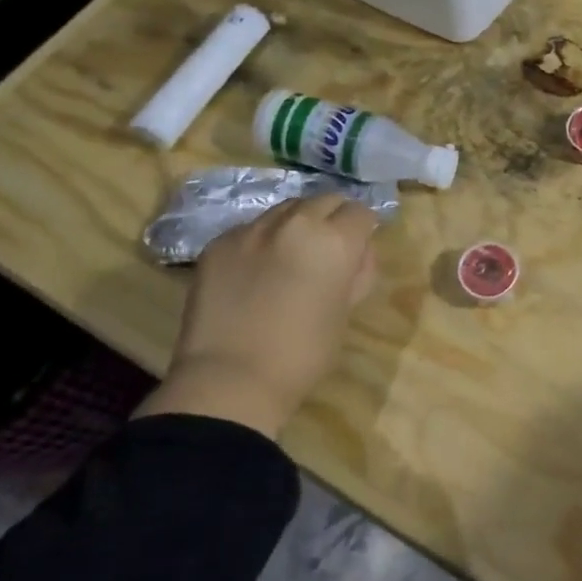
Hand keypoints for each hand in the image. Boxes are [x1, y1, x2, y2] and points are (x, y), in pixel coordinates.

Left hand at [136, 195, 380, 439]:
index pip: (360, 212)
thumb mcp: (345, 311)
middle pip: (324, 200)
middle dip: (332, 218)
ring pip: (286, 209)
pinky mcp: (218, 243)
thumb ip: (356, 272)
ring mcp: (252, 230)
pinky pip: (251, 229)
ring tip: (291, 254)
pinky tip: (256, 270)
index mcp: (334, 241)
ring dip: (296, 224)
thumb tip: (357, 253)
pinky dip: (262, 241)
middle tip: (329, 247)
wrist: (230, 380)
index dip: (363, 229)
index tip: (358, 248)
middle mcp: (295, 223)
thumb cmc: (303, 354)